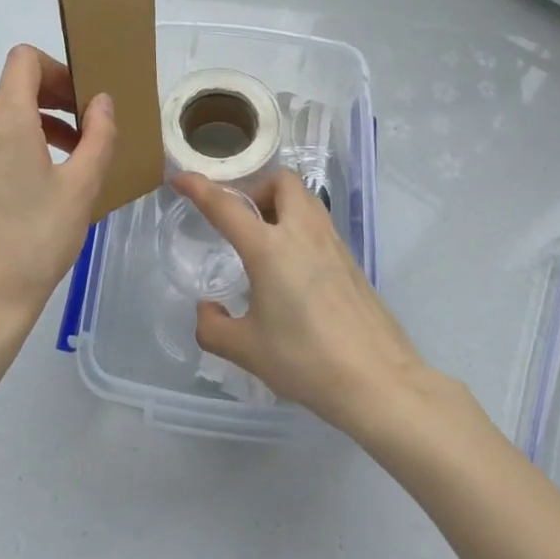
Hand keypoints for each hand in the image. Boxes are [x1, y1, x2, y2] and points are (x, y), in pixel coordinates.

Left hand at [0, 45, 116, 352]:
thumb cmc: (38, 240)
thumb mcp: (82, 186)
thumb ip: (98, 135)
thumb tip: (101, 102)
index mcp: (4, 120)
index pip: (24, 60)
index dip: (58, 67)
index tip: (83, 98)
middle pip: (15, 86)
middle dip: (56, 97)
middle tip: (89, 128)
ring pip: (4, 115)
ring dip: (40, 121)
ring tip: (74, 156)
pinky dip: (20, 142)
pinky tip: (44, 180)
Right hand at [175, 168, 427, 435]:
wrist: (378, 380)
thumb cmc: (305, 360)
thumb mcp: (246, 350)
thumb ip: (213, 326)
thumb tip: (207, 309)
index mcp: (269, 248)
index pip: (226, 206)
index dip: (200, 188)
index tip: (181, 178)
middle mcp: (301, 232)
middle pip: (280, 181)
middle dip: (256, 187)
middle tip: (241, 218)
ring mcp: (332, 242)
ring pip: (304, 198)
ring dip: (280, 202)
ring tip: (264, 240)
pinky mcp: (351, 259)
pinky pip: (318, 222)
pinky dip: (299, 225)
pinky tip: (293, 266)